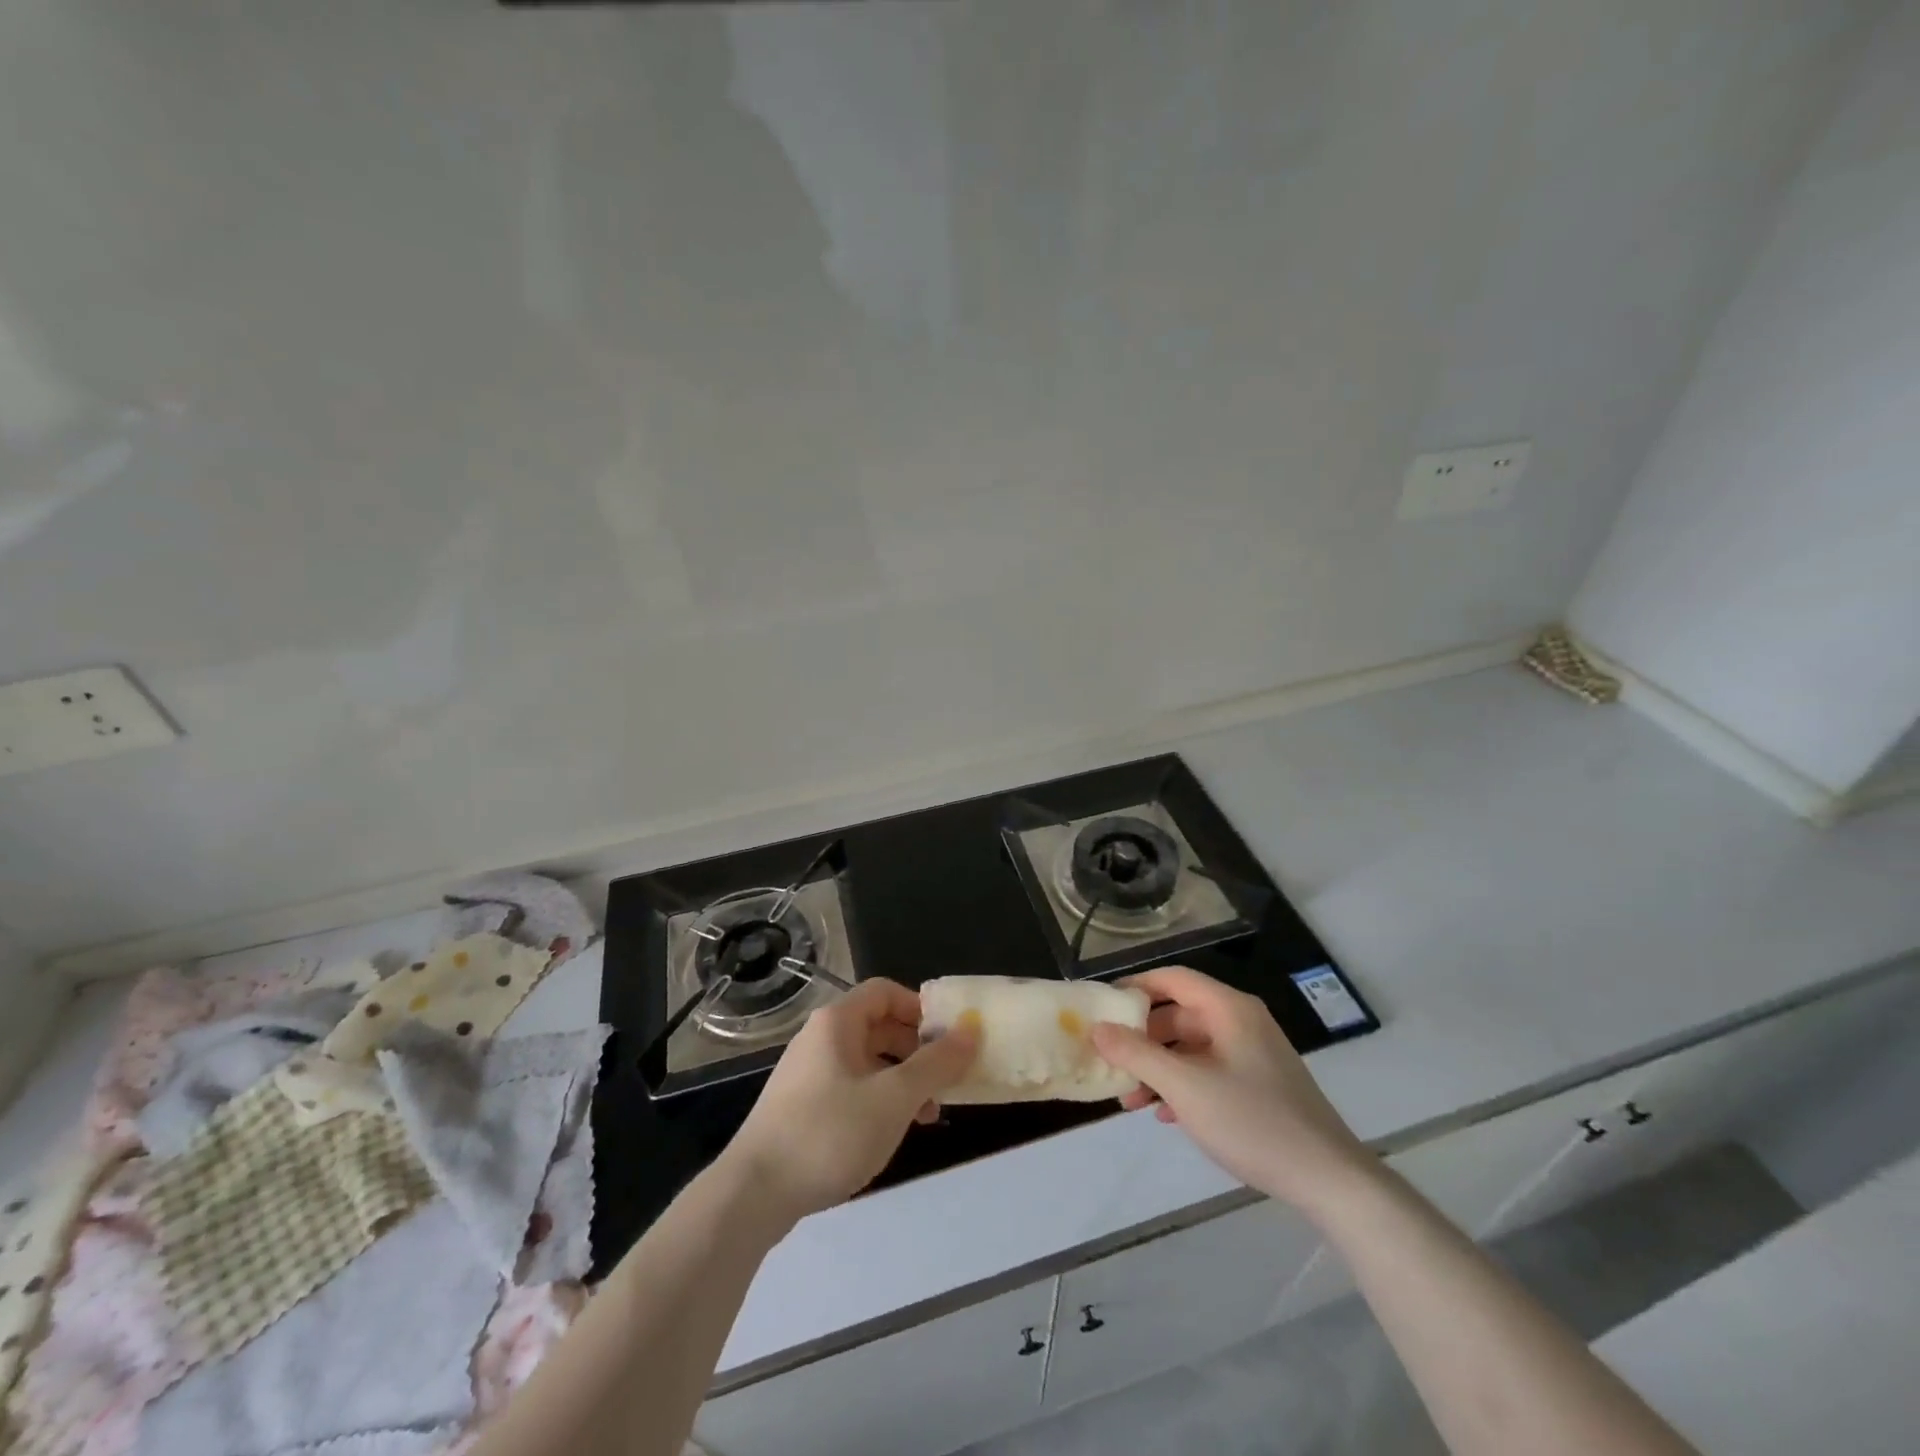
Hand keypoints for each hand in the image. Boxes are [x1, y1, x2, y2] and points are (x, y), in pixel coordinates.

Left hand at [724, 979, 977, 1222]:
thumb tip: (972, 1028)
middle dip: (917, 1050)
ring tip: (927, 1116)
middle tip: (945, 1080)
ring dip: (901, 1080)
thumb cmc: (829, 1132)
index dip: (920, 1008)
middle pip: (878, 1026)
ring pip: (867, 1062)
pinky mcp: (801, 1107)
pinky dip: (878, 1100)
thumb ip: (936, 1063)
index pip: (886, 991)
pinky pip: (850, 1088)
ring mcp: (807, 1073)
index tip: (949, 1038)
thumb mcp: (894, 1097)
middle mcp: (820, 1038)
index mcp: (838, 1022)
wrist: (753, 1193)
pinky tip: (891, 1133)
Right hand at [1090, 966, 1371, 1218]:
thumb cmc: (1252, 1121)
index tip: (1102, 1008)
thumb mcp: (1185, 1087)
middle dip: (1142, 1039)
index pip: (1172, 978)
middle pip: (1179, 1014)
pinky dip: (1183, 1084)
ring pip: (1192, 1047)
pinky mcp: (1260, 1084)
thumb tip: (1097, 1029)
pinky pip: (1209, 1070)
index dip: (1135, 987)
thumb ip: (1137, 1054)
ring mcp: (1253, 1053)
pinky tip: (1165, 1115)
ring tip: (1131, 1100)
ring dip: (1159, 1068)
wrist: (1329, 1179)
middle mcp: (1241, 1022)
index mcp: (1229, 1009)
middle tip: (1111, 1061)